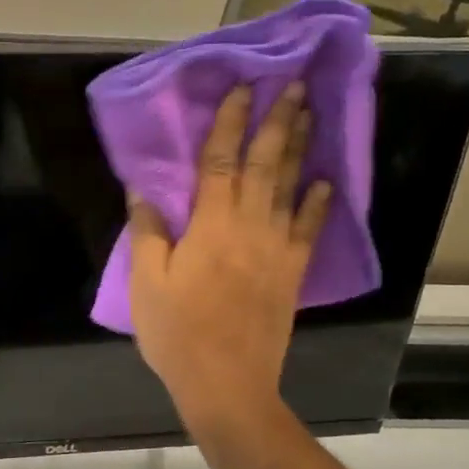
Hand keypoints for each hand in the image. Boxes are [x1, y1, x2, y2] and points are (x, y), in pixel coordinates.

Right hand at [126, 84, 330, 436]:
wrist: (226, 383)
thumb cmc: (177, 332)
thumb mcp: (146, 282)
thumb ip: (148, 232)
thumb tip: (143, 190)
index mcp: (211, 225)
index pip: (220, 161)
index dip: (229, 123)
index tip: (241, 89)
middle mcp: (250, 226)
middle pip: (264, 164)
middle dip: (278, 122)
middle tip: (293, 85)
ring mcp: (276, 249)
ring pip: (290, 188)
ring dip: (300, 149)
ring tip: (310, 115)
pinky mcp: (291, 272)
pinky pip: (308, 229)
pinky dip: (317, 204)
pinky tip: (325, 182)